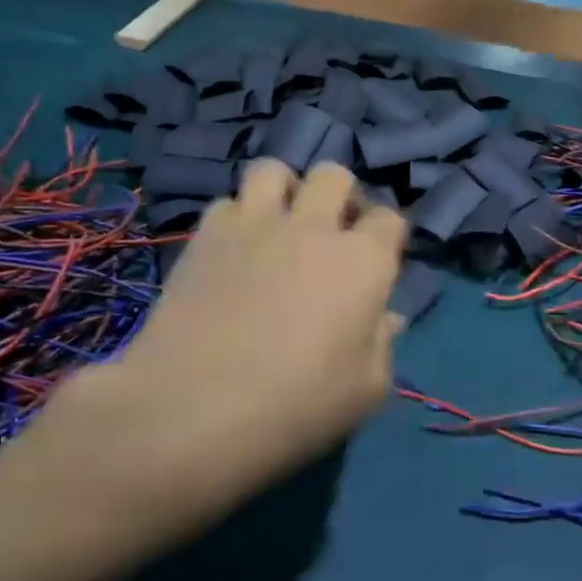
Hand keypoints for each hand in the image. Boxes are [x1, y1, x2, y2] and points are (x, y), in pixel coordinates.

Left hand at [41, 160, 406, 524]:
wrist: (191, 410)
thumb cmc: (294, 408)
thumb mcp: (364, 391)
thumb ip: (383, 344)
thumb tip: (385, 316)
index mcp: (363, 261)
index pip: (390, 219)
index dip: (387, 236)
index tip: (377, 260)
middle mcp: (314, 227)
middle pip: (335, 175)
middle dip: (340, 195)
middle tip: (330, 231)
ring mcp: (256, 224)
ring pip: (274, 169)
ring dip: (283, 189)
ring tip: (278, 223)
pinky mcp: (206, 234)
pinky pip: (226, 202)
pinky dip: (235, 219)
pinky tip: (232, 250)